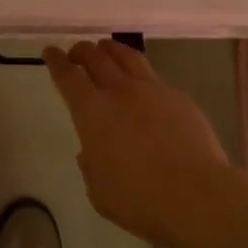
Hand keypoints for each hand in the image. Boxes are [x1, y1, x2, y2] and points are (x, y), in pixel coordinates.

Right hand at [44, 39, 231, 246]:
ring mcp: (152, 90)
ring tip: (105, 49)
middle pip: (95, 56)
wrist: (198, 196)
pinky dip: (139, 74)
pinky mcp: (178, 97)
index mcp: (92, 111)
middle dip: (81, 50)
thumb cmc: (140, 199)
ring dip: (110, 49)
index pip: (67, 75)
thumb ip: (90, 164)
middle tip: (76, 52)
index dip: (56, 60)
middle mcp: (119, 91)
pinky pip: (153, 77)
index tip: (50, 51)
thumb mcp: (99, 190)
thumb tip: (91, 151)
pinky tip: (143, 86)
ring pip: (126, 56)